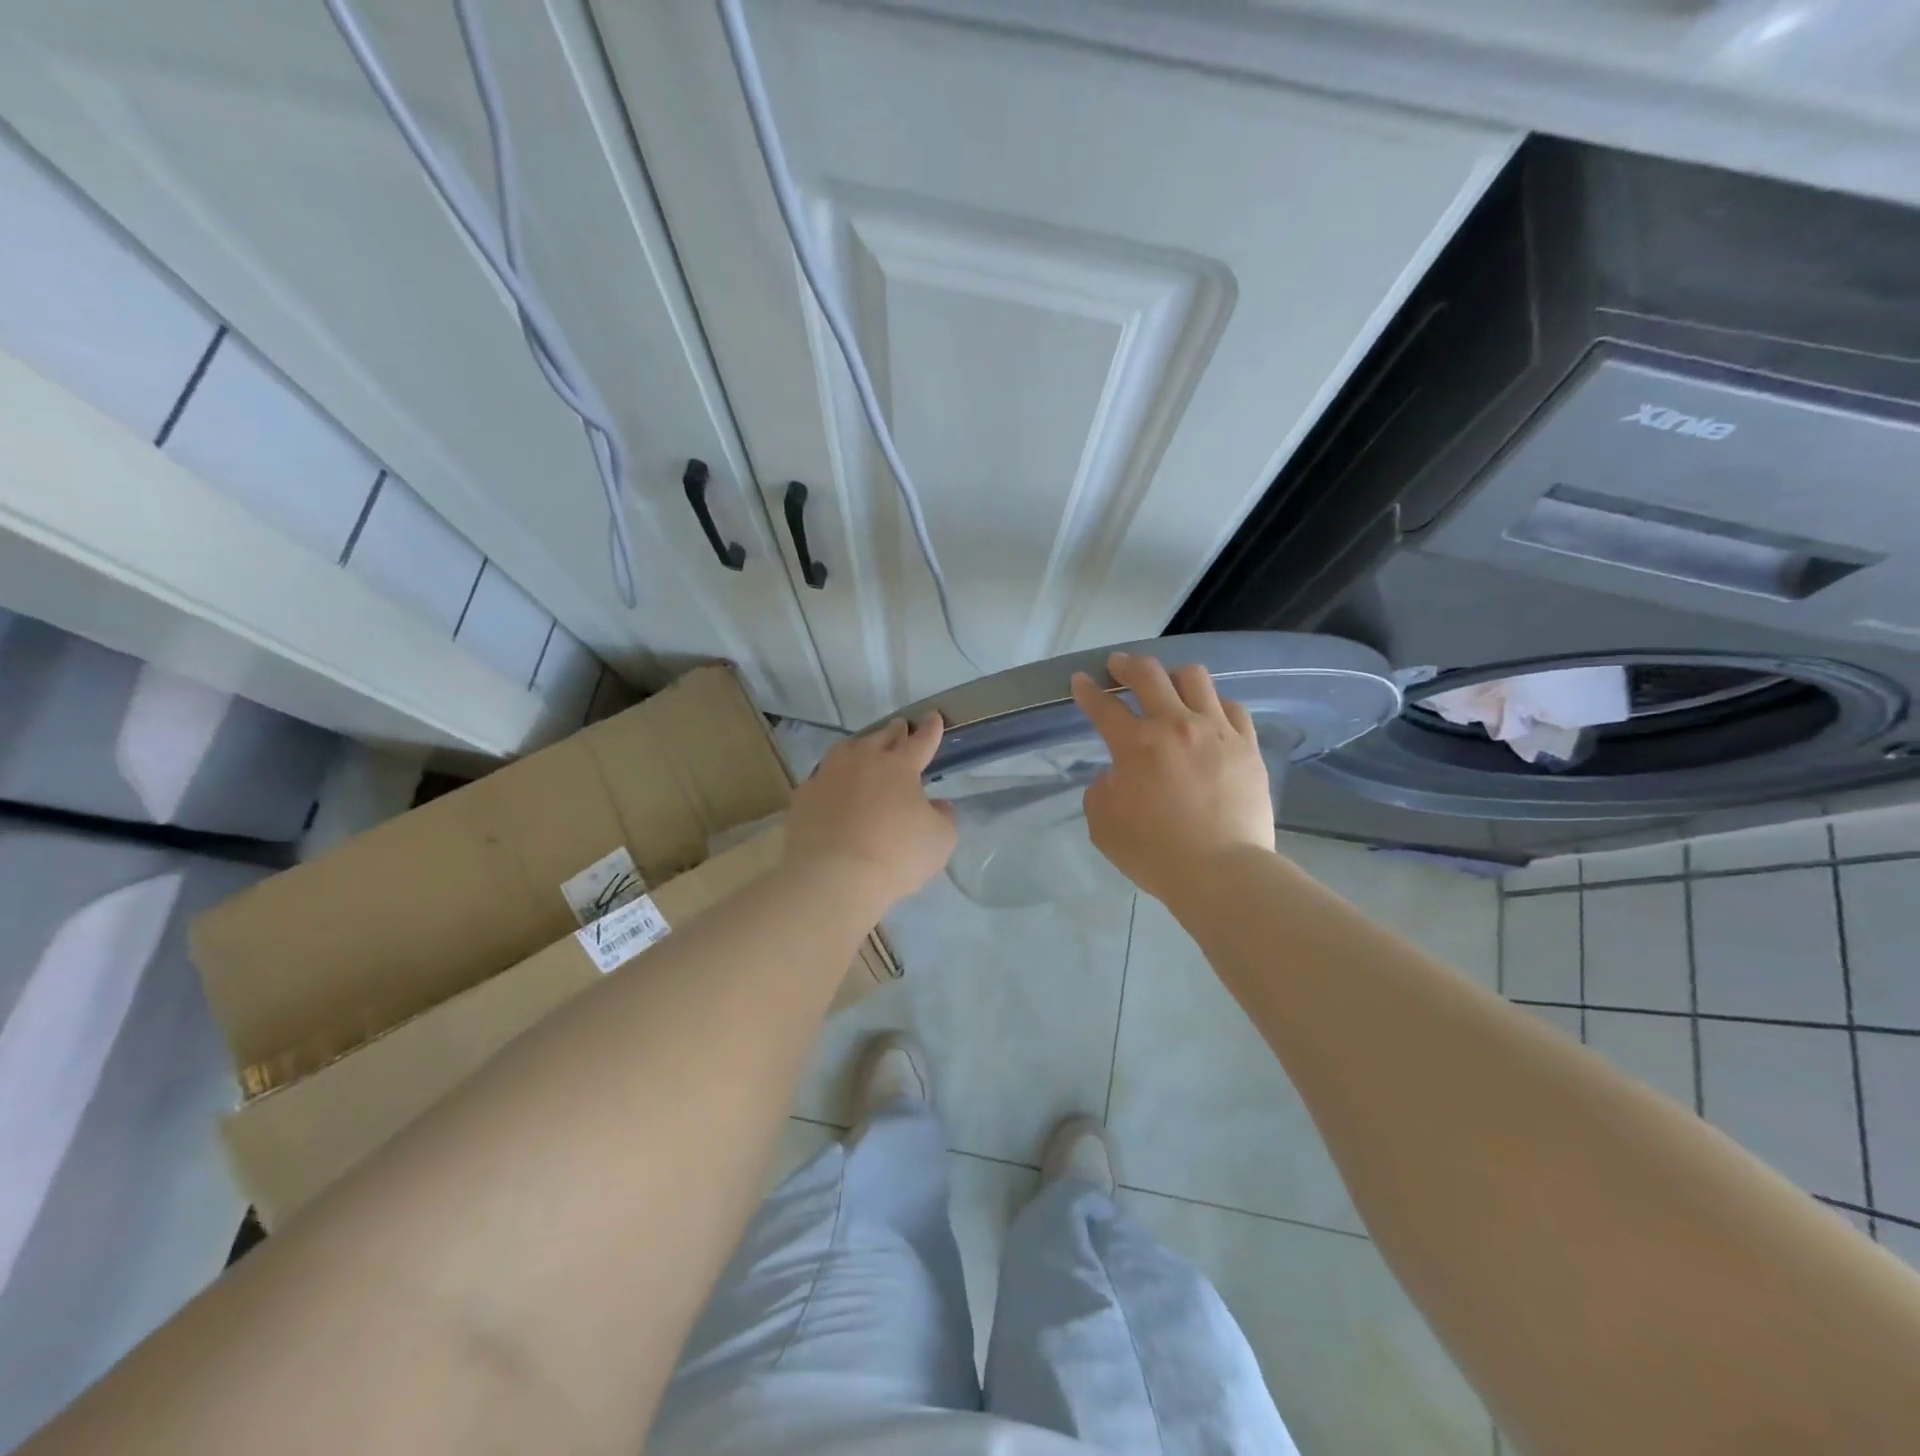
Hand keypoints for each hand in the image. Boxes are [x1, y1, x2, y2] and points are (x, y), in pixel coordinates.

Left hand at [784, 714, 956, 911]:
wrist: (834, 878)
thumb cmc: (896, 856)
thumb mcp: (940, 840)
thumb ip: (943, 817)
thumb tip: (937, 805)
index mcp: (899, 766)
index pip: (920, 741)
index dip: (930, 729)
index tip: (933, 717)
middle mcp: (862, 761)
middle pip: (881, 738)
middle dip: (895, 731)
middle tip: (900, 728)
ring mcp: (828, 776)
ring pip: (845, 750)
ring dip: (859, 747)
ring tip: (863, 750)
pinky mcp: (803, 797)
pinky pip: (821, 779)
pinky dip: (832, 779)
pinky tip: (833, 788)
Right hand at [1071, 652, 1275, 902]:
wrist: (1221, 871)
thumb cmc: (1154, 852)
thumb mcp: (1103, 825)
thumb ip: (1102, 789)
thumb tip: (1117, 774)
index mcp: (1136, 744)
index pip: (1103, 706)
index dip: (1087, 690)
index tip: (1081, 680)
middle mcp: (1175, 725)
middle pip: (1148, 674)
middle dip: (1127, 665)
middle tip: (1119, 667)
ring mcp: (1216, 731)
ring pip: (1194, 677)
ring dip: (1173, 676)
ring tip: (1168, 686)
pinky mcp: (1247, 746)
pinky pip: (1231, 707)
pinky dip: (1214, 704)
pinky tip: (1209, 714)